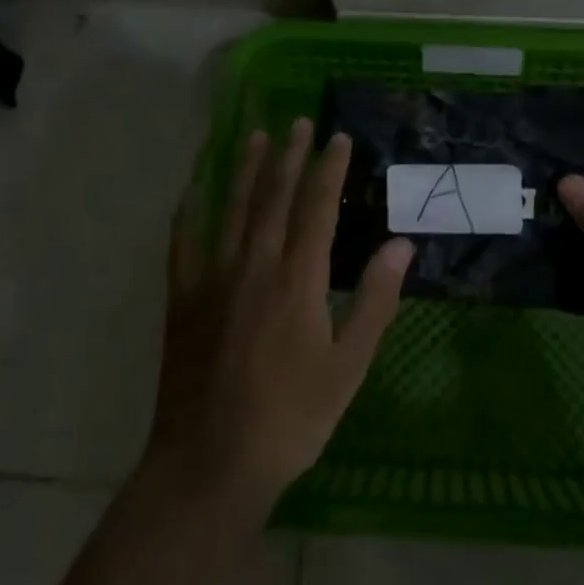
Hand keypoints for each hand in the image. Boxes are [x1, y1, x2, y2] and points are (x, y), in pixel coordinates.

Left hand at [144, 120, 414, 520]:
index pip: (317, 208)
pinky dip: (189, 211)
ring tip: (253, 135)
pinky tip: (192, 189)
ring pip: (231, 209)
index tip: (338, 138)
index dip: (328, 169)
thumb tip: (401, 244)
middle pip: (274, 197)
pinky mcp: (182, 300)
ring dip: (245, 169)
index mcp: (298, 280)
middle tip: (297, 121)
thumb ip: (374, 300)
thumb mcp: (348, 365)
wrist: (211, 463)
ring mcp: (213, 279)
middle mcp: (254, 266)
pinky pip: (184, 243)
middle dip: (288, 155)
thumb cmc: (291, 417)